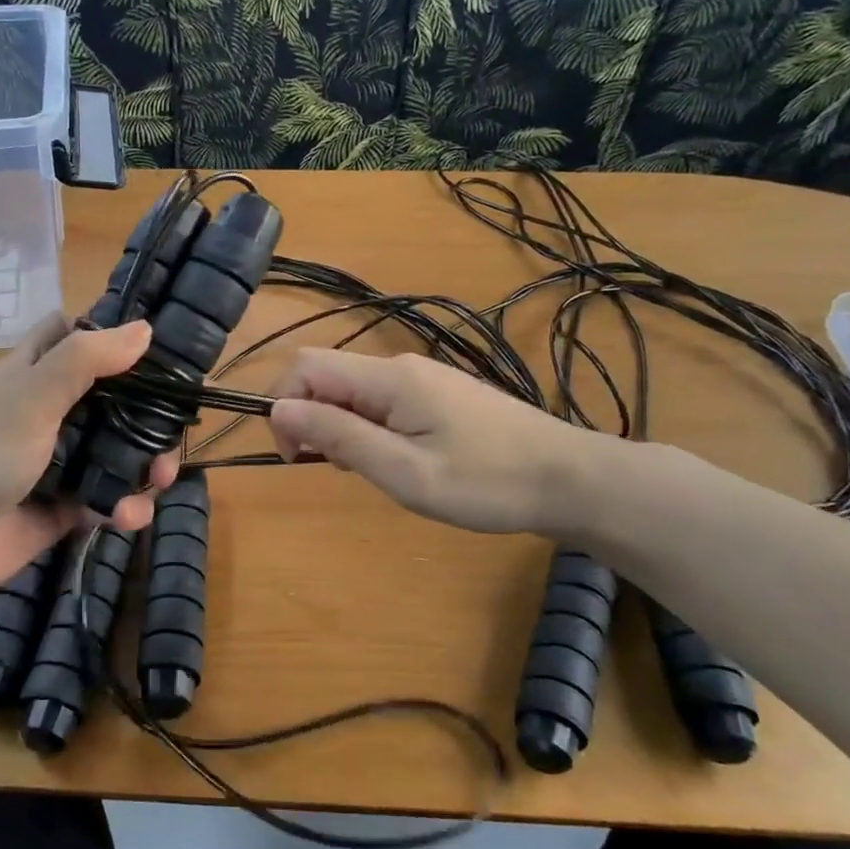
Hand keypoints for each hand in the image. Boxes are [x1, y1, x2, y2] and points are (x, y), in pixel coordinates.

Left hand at [0, 313, 178, 603]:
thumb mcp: (31, 398)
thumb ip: (84, 361)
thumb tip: (145, 329)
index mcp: (37, 373)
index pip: (77, 337)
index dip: (113, 335)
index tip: (159, 347)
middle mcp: (51, 411)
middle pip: (114, 399)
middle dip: (148, 415)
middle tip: (172, 433)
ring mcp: (59, 460)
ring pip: (117, 451)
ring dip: (146, 466)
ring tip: (159, 482)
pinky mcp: (65, 506)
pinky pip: (108, 498)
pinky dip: (125, 506)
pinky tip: (127, 517)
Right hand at [268, 349, 600, 537]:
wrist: (570, 479)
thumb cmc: (486, 482)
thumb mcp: (404, 471)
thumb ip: (339, 436)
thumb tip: (279, 409)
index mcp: (388, 379)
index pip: (306, 367)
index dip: (285, 406)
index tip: (297, 456)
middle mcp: (401, 366)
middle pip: (327, 375)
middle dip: (312, 418)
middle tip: (340, 468)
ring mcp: (424, 377)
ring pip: (353, 389)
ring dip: (341, 426)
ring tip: (374, 470)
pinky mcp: (440, 393)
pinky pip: (381, 400)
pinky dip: (369, 426)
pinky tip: (399, 459)